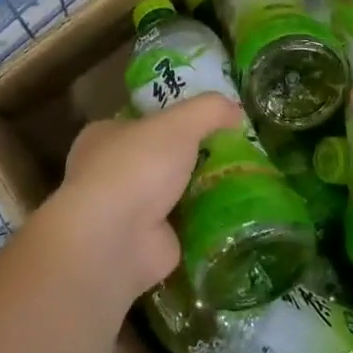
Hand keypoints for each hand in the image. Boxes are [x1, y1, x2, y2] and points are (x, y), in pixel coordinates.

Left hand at [44, 93, 241, 301]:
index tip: (212, 119)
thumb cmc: (137, 168)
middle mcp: (111, 172)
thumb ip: (209, 110)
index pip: (144, 121)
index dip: (176, 117)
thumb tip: (237, 110)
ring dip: (204, 190)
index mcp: (105, 136)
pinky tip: (239, 214)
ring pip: (175, 192)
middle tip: (237, 152)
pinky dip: (207, 222)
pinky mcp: (147, 242)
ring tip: (247, 180)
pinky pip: (185, 225)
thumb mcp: (179, 123)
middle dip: (195, 156)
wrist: (114, 241)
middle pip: (162, 157)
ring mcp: (127, 211)